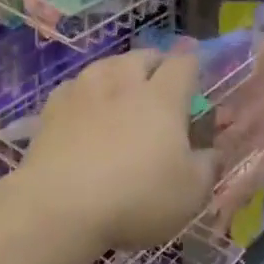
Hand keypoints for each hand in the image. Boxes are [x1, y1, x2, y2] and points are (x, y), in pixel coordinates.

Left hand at [16, 51, 213, 254]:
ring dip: (119, 71)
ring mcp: (83, 91)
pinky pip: (75, 86)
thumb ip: (206, 166)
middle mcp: (123, 83)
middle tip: (160, 80)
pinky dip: (86, 92)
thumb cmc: (136, 198)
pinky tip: (85, 107)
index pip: (183, 64)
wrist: (59, 207)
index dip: (192, 63)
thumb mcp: (190, 193)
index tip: (196, 67)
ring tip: (122, 88)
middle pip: (142, 56)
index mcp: (162, 98)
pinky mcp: (51, 109)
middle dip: (155, 63)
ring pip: (106, 65)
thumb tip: (212, 152)